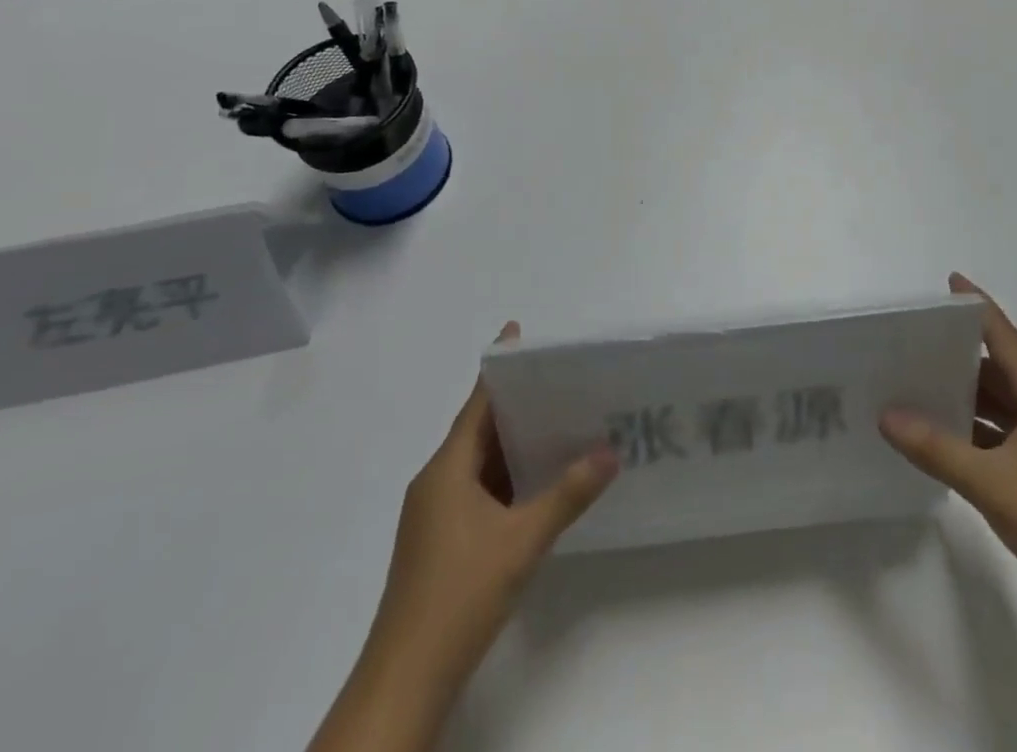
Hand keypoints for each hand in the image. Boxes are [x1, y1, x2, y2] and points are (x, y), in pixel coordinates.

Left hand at [375, 322, 618, 681]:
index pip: (477, 402)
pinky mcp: (440, 542)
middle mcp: (436, 482)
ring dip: (514, 444)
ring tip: (559, 422)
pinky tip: (537, 482)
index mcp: (447, 469)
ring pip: (479, 463)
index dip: (500, 368)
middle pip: (479, 429)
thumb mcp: (522, 540)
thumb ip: (568, 493)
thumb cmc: (459, 594)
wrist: (406, 680)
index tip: (520, 335)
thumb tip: (611, 451)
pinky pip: (477, 490)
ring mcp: (435, 515)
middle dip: (517, 404)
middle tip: (561, 380)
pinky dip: (506, 477)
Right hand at [880, 274, 1016, 615]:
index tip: (952, 283)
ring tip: (924, 384)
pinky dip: (980, 429)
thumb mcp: (988, 480)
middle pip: (1004, 369)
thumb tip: (886, 415)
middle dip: (964, 354)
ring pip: (1005, 404)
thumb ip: (934, 447)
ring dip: (970, 395)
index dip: (979, 309)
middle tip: (920, 341)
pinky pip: (1008, 434)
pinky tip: (949, 436)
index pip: (1007, 338)